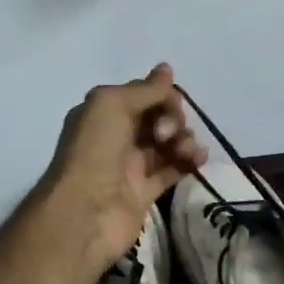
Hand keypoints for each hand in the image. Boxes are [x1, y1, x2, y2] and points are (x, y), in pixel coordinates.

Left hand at [32, 64, 206, 276]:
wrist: (84, 214)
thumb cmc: (94, 152)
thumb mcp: (112, 106)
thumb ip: (144, 90)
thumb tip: (167, 69)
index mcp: (104, 113)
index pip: (143, 95)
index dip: (161, 96)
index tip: (168, 105)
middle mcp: (117, 136)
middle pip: (159, 117)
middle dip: (173, 118)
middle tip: (165, 134)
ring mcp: (132, 165)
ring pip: (169, 143)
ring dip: (184, 139)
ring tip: (185, 151)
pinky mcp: (146, 192)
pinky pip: (173, 169)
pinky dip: (188, 161)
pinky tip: (198, 159)